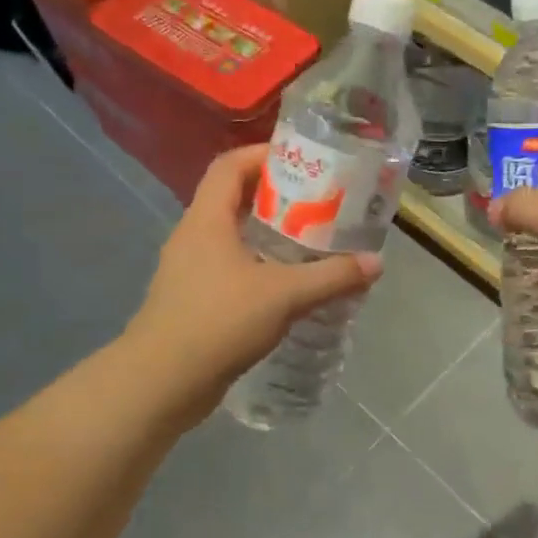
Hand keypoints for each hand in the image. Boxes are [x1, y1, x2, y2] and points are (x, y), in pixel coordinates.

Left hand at [125, 144, 382, 419]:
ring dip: (269, 234)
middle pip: (234, 199)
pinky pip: (231, 269)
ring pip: (233, 237)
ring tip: (312, 241)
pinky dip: (260, 266)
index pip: (230, 166)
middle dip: (276, 196)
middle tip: (319, 202)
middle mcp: (194, 237)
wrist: (161, 383)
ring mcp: (190, 270)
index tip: (303, 160)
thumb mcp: (284, 296)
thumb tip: (376, 263)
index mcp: (207, 219)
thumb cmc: (218, 322)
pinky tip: (289, 287)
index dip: (263, 154)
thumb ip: (332, 277)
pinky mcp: (194, 301)